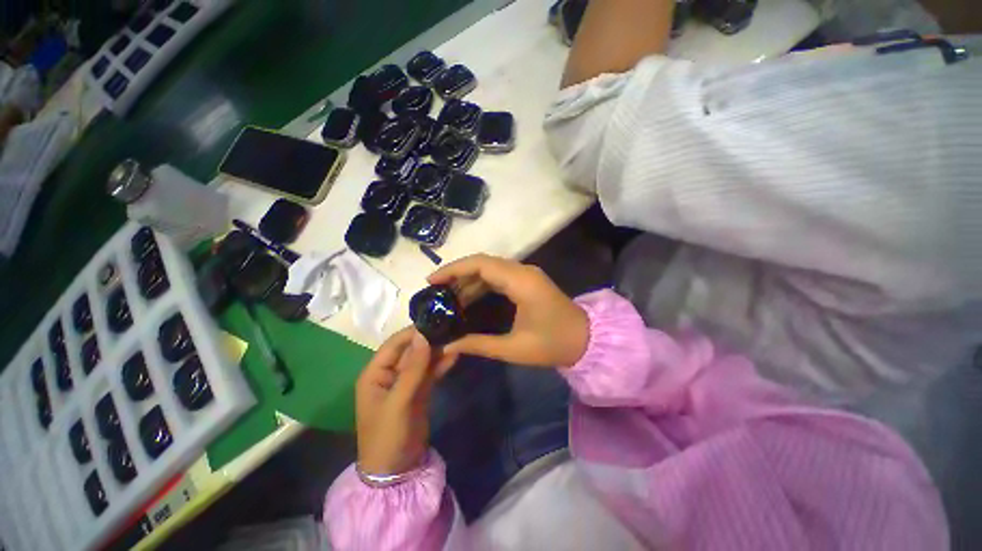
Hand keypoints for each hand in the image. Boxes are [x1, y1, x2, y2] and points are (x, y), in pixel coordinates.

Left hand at [356, 328, 455, 474]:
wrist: (397, 471)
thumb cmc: (388, 436)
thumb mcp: (399, 402)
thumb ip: (413, 369)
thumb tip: (424, 336)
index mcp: (375, 373)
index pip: (394, 344)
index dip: (413, 332)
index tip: (434, 321)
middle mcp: (390, 374)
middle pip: (411, 350)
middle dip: (429, 340)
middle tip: (450, 327)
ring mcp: (406, 382)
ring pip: (423, 360)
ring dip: (437, 351)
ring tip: (456, 338)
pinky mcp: (419, 391)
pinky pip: (430, 372)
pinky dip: (441, 364)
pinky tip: (455, 355)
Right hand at [428, 254, 589, 367]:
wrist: (586, 340)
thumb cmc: (553, 344)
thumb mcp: (514, 348)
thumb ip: (479, 344)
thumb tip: (448, 345)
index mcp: (521, 282)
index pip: (480, 264)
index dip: (453, 269)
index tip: (432, 280)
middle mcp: (522, 271)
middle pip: (482, 263)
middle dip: (456, 274)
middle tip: (435, 290)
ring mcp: (525, 274)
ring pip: (489, 268)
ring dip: (467, 279)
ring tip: (446, 297)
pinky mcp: (527, 281)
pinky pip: (498, 276)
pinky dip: (480, 284)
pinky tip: (467, 298)